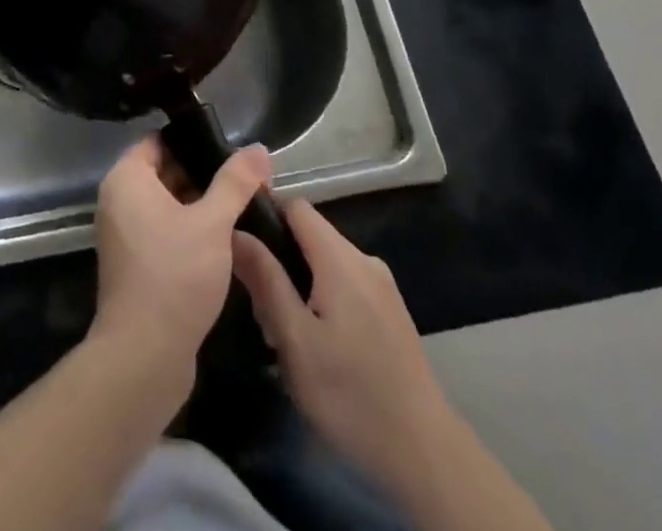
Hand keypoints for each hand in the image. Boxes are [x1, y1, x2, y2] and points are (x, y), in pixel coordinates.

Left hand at [91, 135, 270, 375]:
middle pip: (165, 172)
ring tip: (243, 205)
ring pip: (168, 204)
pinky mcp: (136, 264)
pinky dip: (190, 230)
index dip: (194, 141)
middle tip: (245, 179)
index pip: (159, 142)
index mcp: (126, 179)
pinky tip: (225, 240)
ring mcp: (125, 234)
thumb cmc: (175, 275)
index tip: (230, 148)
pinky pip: (164, 231)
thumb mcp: (212, 223)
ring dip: (201, 205)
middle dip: (204, 175)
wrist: (144, 357)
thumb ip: (236, 183)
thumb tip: (259, 148)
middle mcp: (119, 200)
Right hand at [233, 199, 451, 497]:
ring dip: (301, 286)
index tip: (244, 249)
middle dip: (281, 262)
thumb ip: (266, 280)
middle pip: (311, 236)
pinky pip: (347, 284)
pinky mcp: (391, 311)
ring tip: (286, 335)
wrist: (425, 453)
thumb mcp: (295, 341)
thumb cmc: (350, 394)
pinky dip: (324, 300)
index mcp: (340, 259)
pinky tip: (317, 345)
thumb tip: (237, 232)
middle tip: (262, 311)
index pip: (296, 207)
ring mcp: (382, 286)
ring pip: (327, 263)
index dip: (266, 217)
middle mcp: (364, 260)